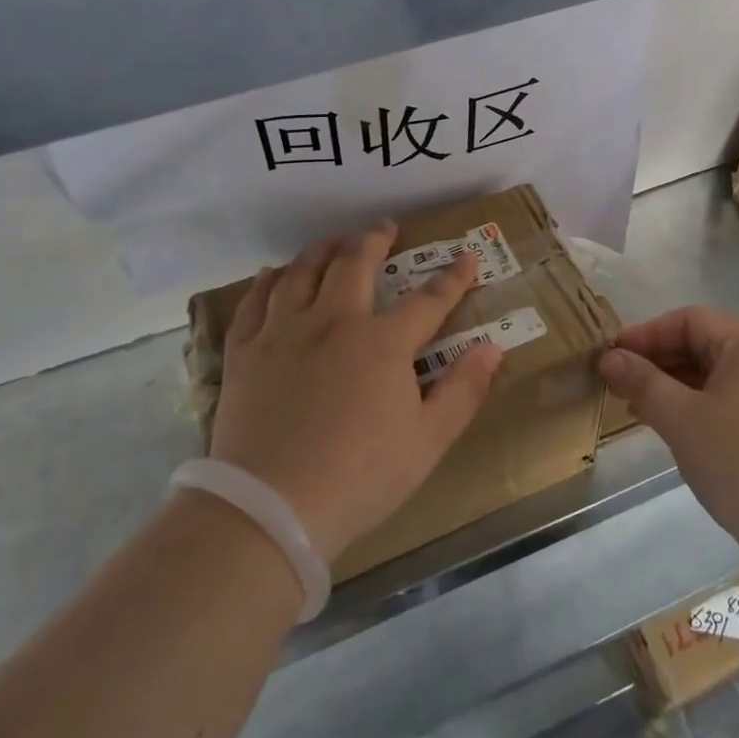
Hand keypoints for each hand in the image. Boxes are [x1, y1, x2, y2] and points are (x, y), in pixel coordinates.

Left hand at [212, 221, 503, 562]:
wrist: (270, 509)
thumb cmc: (360, 477)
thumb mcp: (428, 442)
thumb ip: (463, 390)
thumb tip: (493, 347)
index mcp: (382, 343)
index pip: (428, 299)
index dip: (453, 277)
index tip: (467, 257)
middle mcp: (333, 321)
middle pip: (355, 263)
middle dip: (375, 239)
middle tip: (384, 228)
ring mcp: (284, 331)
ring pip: (303, 270)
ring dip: (323, 249)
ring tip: (334, 242)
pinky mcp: (245, 351)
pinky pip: (256, 299)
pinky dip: (269, 281)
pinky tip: (274, 275)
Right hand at [600, 306, 738, 549]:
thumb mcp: (681, 419)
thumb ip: (642, 382)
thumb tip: (610, 358)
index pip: (690, 320)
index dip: (648, 333)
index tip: (613, 356)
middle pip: (704, 345)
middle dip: (659, 361)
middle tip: (620, 383)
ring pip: (716, 377)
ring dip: (675, 386)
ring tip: (639, 408)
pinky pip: (731, 402)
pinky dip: (698, 407)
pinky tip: (675, 431)